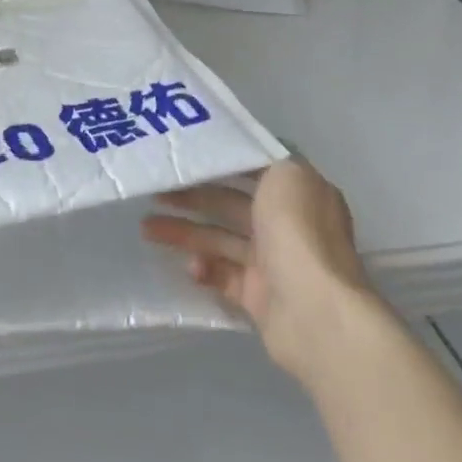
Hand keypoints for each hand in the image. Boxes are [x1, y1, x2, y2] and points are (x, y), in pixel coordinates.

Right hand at [141, 158, 378, 385]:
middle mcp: (287, 224)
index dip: (217, 161)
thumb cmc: (298, 232)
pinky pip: (222, 275)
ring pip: (219, 239)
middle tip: (153, 192)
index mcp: (297, 192)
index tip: (183, 155)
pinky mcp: (258, 296)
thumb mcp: (287, 172)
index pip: (252, 168)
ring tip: (147, 229)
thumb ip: (264, 157)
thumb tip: (246, 151)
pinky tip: (190, 266)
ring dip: (185, 232)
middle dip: (192, 196)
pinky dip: (204, 268)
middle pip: (229, 203)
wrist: (314, 311)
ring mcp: (273, 262)